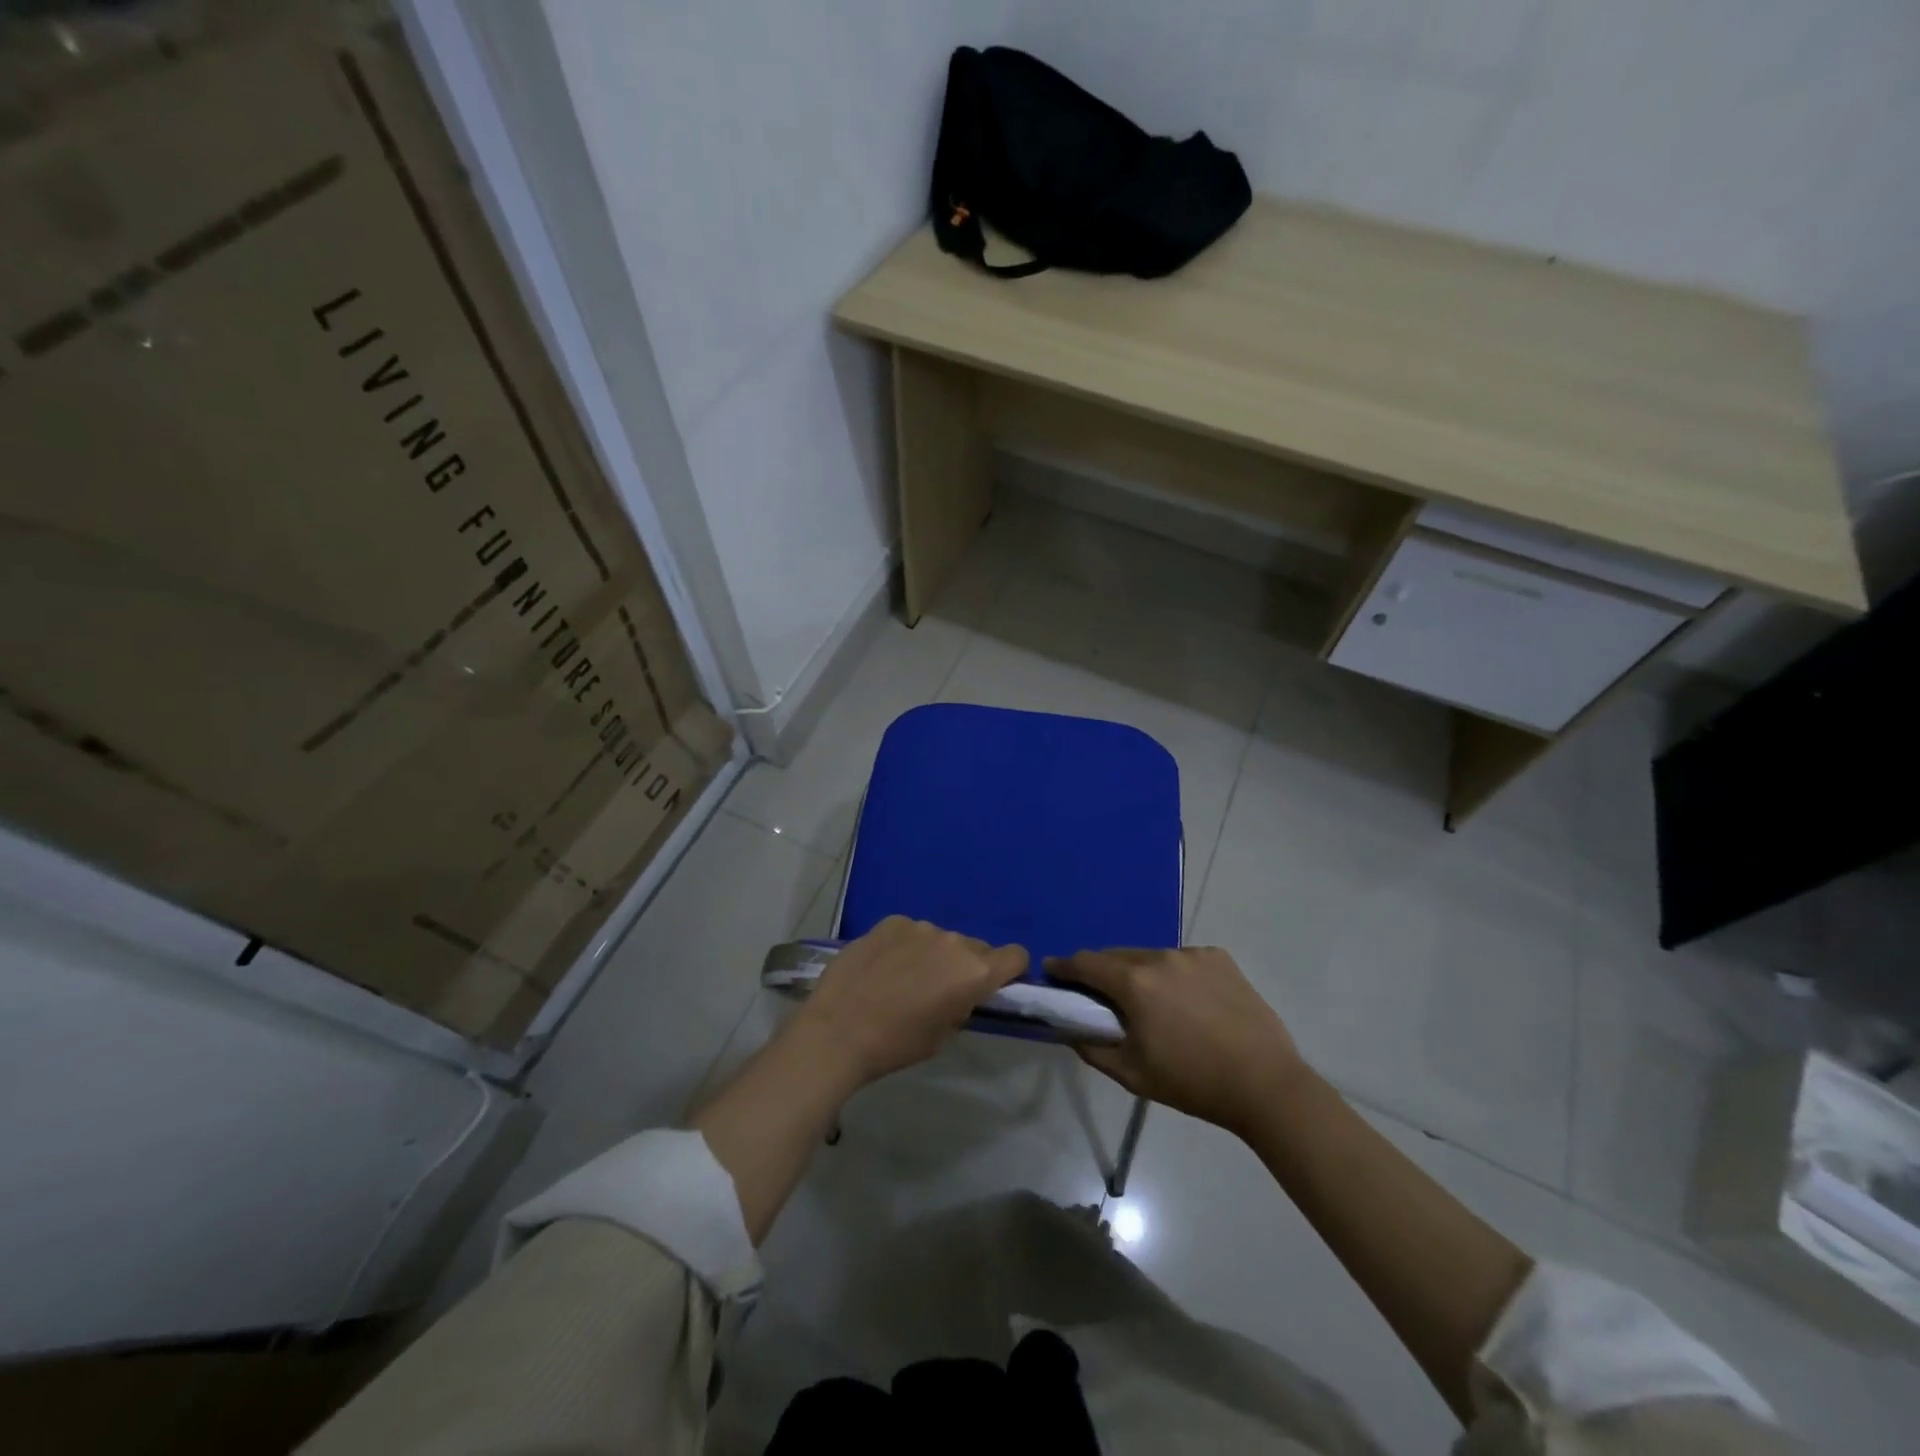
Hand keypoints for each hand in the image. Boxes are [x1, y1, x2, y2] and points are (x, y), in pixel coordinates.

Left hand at [796, 916, 1028, 1086]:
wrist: (838, 1029)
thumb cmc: (896, 1044)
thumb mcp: (943, 1035)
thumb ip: (962, 1005)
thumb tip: (962, 992)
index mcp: (975, 973)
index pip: (1016, 956)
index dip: (1010, 970)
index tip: (995, 985)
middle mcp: (954, 942)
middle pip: (976, 947)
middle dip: (967, 965)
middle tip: (941, 989)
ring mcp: (920, 927)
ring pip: (941, 939)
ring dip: (934, 954)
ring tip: (904, 978)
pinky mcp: (891, 922)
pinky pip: (910, 932)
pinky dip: (906, 946)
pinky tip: (883, 966)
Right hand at [1050, 947, 1309, 1134]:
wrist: (1265, 1084)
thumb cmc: (1192, 1082)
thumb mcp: (1132, 1074)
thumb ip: (1092, 1048)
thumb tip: (1071, 1028)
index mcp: (1134, 983)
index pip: (1086, 963)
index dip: (1064, 966)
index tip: (1052, 970)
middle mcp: (1160, 957)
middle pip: (1117, 956)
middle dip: (1102, 971)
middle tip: (1099, 994)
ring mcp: (1193, 954)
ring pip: (1151, 956)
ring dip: (1139, 972)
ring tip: (1149, 1000)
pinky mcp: (1220, 958)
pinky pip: (1183, 960)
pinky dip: (1174, 974)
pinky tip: (1187, 1001)